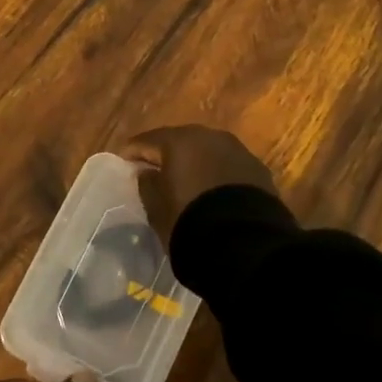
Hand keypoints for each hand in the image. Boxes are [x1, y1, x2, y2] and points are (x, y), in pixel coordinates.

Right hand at [120, 125, 277, 244]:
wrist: (244, 244)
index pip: (147, 141)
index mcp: (179, 141)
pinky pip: (228, 167)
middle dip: (166, 154)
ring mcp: (238, 151)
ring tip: (186, 181)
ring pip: (207, 152)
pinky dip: (216, 174)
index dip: (133, 152)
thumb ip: (147, 185)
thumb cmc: (189, 222)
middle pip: (180, 141)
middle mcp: (209, 137)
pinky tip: (212, 191)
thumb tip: (147, 172)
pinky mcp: (258, 170)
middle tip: (154, 169)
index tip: (123, 163)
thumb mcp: (156, 208)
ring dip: (195, 163)